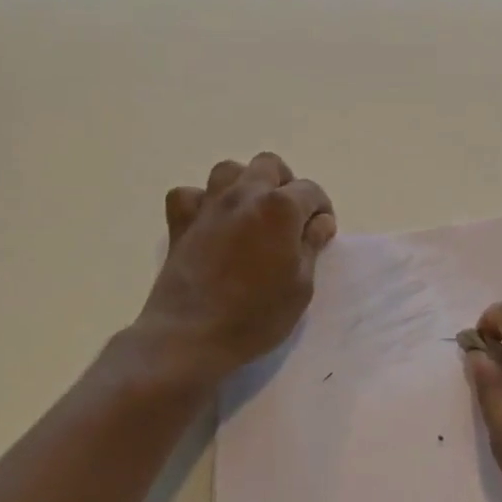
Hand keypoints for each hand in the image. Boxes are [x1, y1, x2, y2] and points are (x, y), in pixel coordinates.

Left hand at [133, 152, 336, 386]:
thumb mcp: (301, 286)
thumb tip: (319, 222)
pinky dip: (201, 202)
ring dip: (244, 184)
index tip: (321, 233)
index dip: (321, 209)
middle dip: (285, 184)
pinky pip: (189, 195)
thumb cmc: (255, 315)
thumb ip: (311, 245)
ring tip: (251, 212)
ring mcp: (209, 205)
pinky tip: (210, 222)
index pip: (311, 190)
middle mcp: (245, 195)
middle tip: (289, 217)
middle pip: (269, 165)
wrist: (190, 336)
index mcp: (281, 207)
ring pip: (229, 170)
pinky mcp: (180, 223)